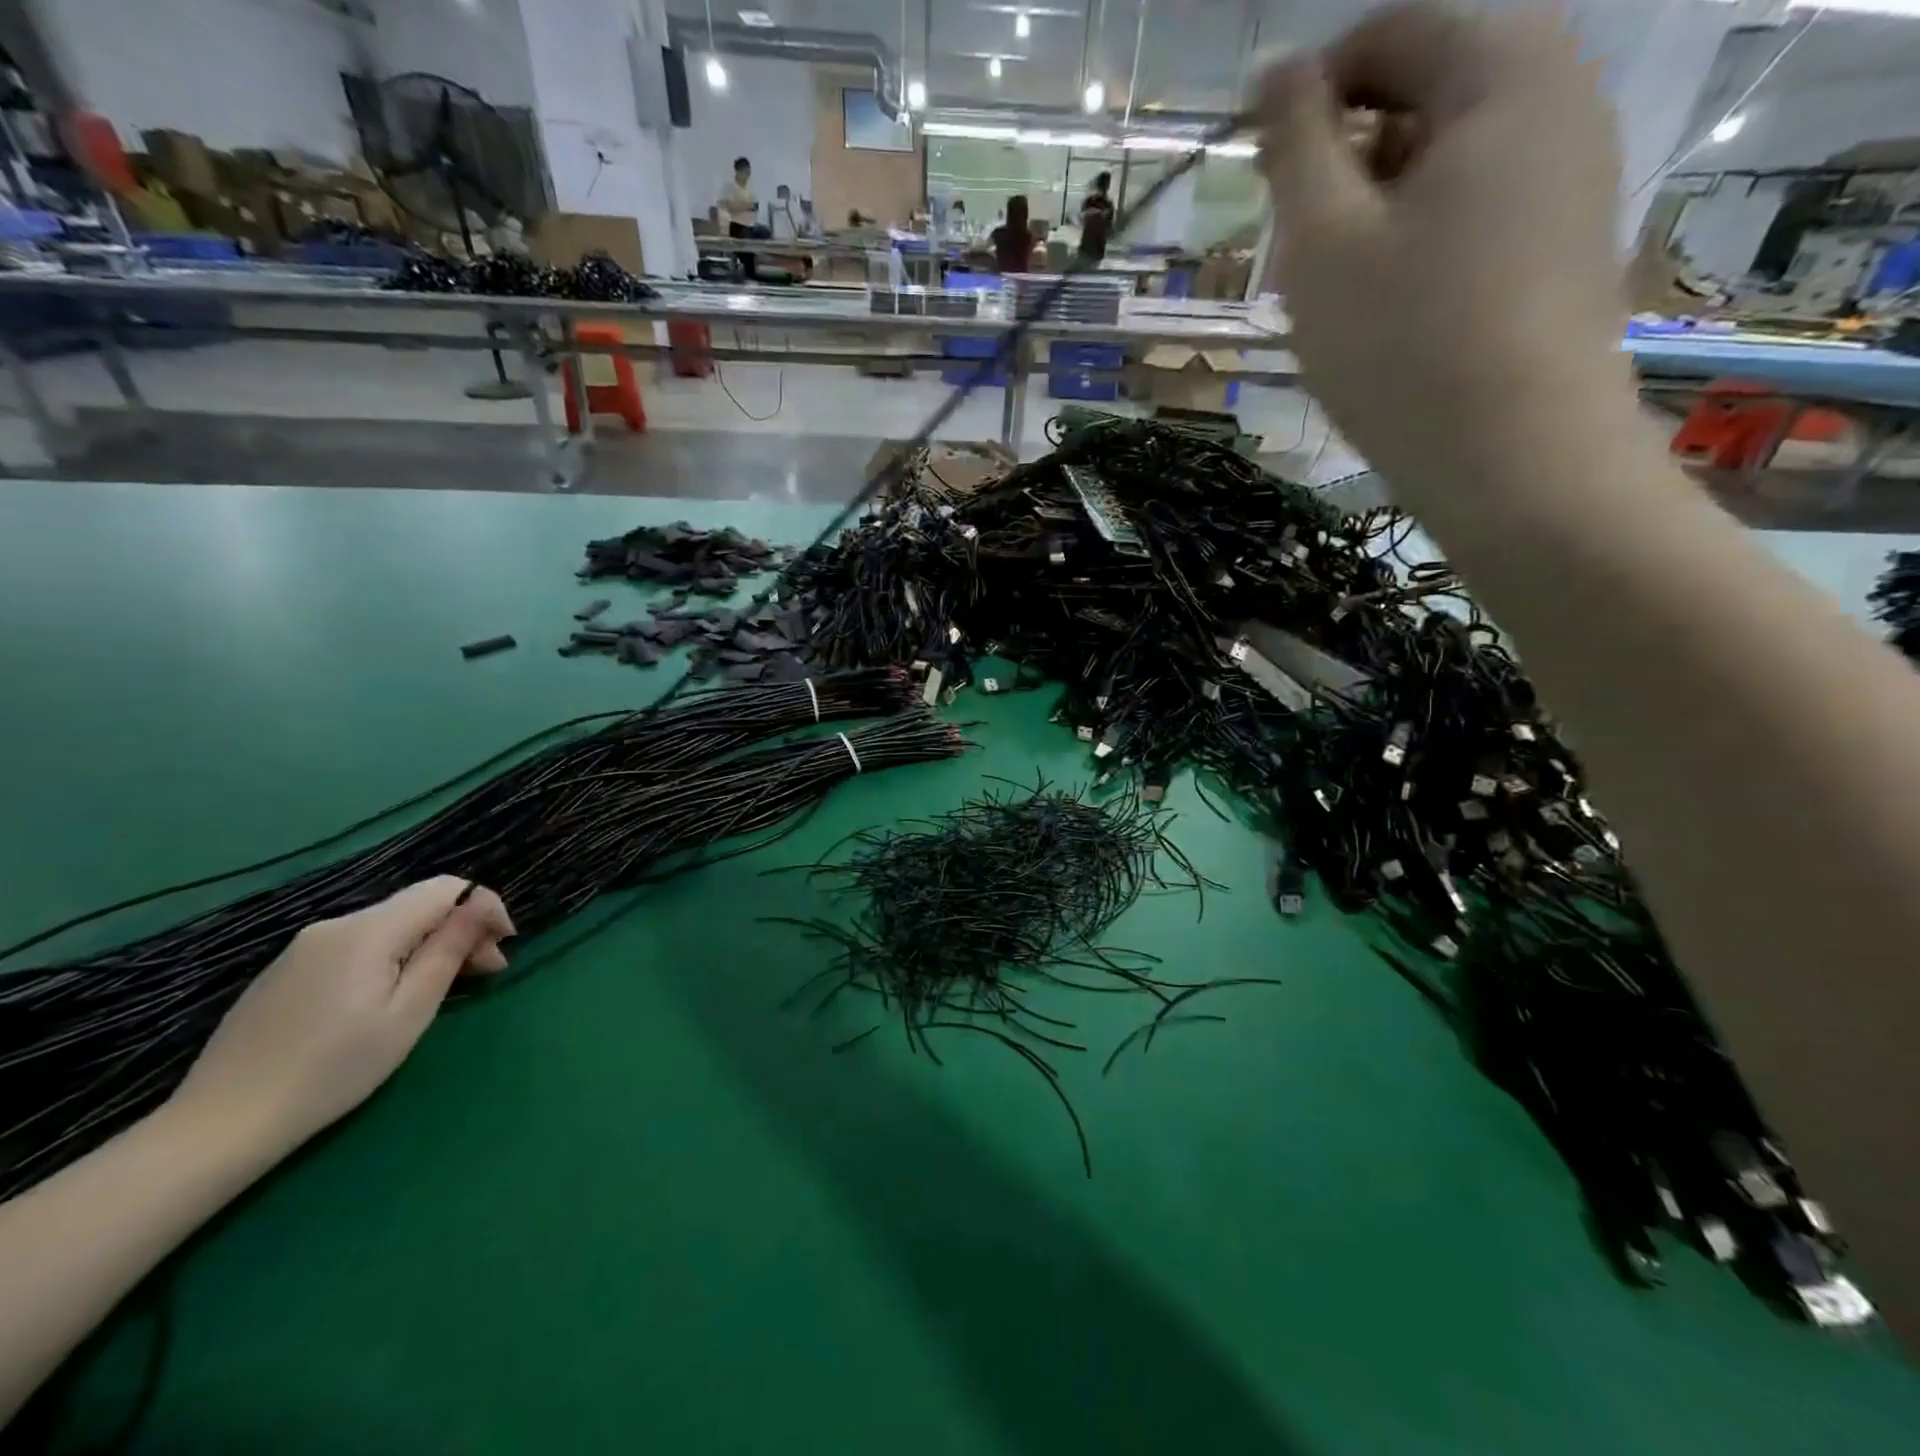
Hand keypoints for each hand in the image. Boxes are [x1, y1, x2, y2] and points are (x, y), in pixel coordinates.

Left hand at [169, 877, 514, 1159]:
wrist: (220, 1125)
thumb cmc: (333, 1070)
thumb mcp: (409, 1012)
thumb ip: (447, 950)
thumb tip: (480, 906)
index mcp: (369, 930)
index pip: (446, 889)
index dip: (485, 907)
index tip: (505, 947)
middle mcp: (337, 924)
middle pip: (419, 905)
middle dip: (462, 929)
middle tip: (486, 973)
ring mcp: (306, 947)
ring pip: (391, 925)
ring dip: (430, 944)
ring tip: (447, 987)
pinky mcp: (288, 970)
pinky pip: (359, 945)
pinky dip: (393, 957)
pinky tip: (393, 996)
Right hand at [1254, 4, 1633, 500]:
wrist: (1513, 457)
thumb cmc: (1402, 344)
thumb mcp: (1322, 240)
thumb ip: (1295, 143)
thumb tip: (1276, 69)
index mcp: (1503, 68)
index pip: (1388, 34)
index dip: (1309, 95)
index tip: (1260, 175)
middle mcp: (1561, 93)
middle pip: (1426, 89)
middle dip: (1346, 155)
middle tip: (1296, 242)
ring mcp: (1576, 169)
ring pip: (1449, 155)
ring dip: (1377, 203)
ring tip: (1336, 284)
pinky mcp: (1569, 238)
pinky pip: (1480, 204)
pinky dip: (1420, 234)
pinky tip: (1390, 305)